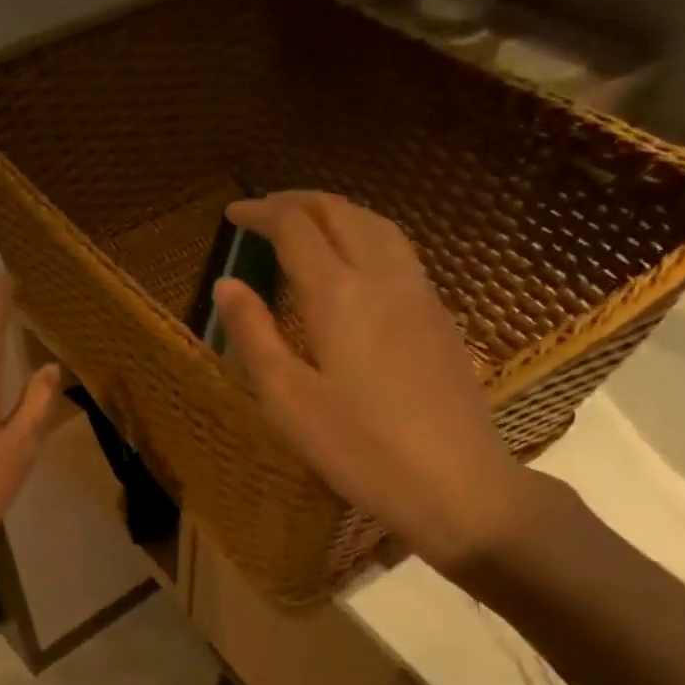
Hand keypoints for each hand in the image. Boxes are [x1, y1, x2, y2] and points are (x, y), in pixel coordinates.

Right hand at [212, 192, 541, 574]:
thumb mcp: (287, 399)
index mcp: (339, 293)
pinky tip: (355, 265)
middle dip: (298, 202)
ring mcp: (420, 294)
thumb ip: (253, 334)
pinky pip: (399, 251)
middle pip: (341, 212)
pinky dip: (365, 236)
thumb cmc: (360, 447)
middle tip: (264, 211)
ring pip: (378, 225)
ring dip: (337, 213)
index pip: (295, 227)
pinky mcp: (440, 317)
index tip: (232, 214)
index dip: (261, 213)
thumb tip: (227, 284)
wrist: (457, 482)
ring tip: (307, 226)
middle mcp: (383, 277)